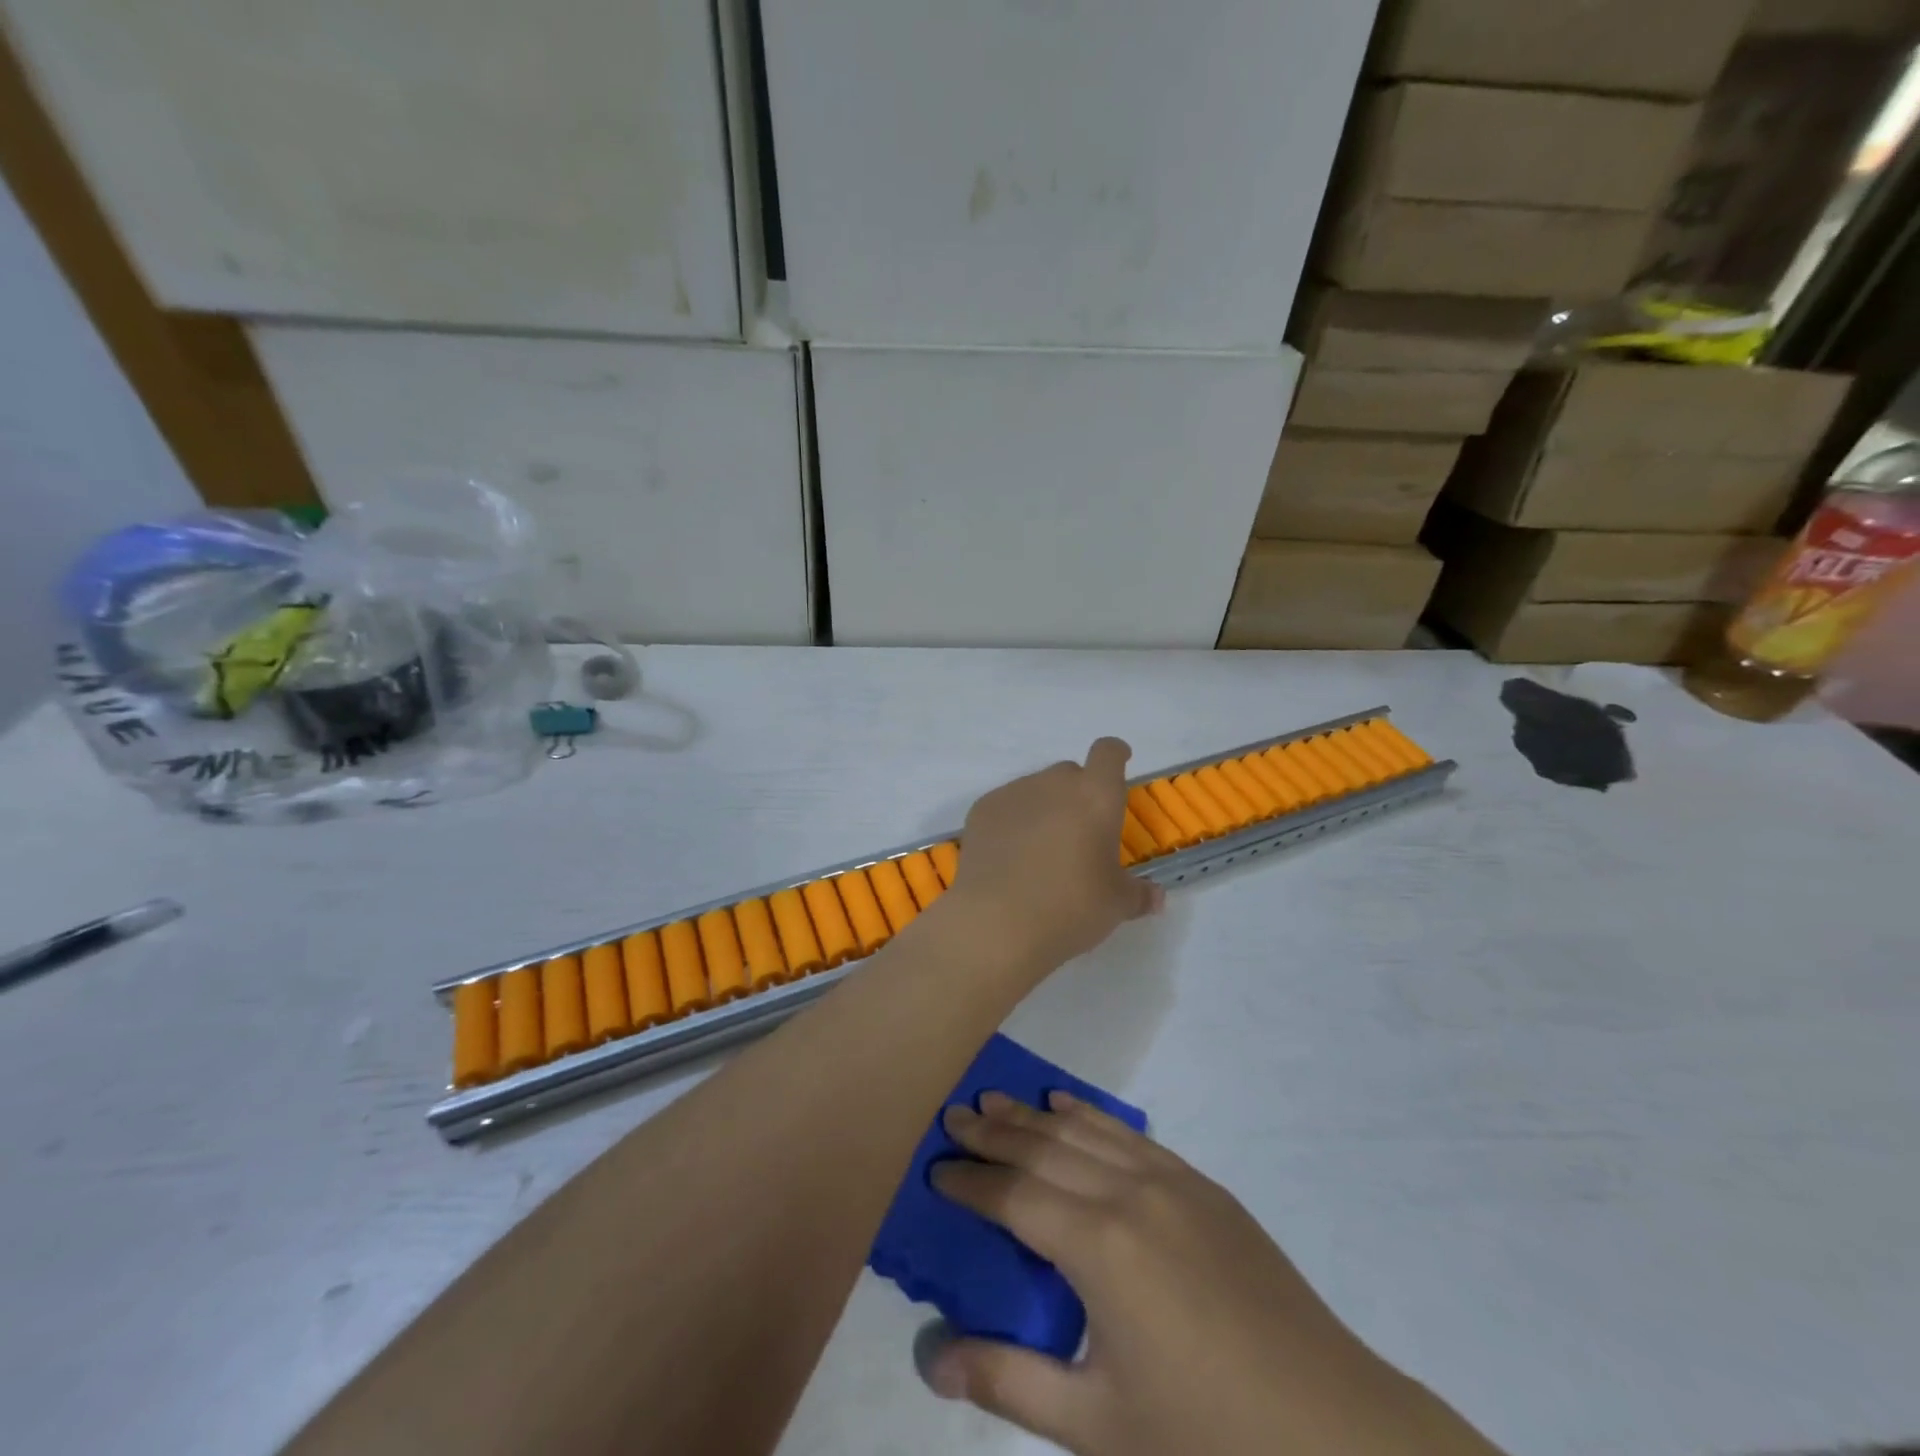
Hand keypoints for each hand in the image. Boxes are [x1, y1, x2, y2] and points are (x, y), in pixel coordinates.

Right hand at [918, 1093, 1499, 1455]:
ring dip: (1035, 1116)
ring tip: (995, 1101)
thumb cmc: (1206, 1440)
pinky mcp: (1202, 1187)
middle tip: (953, 1116)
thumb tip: (929, 1357)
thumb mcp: (1097, 1428)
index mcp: (1099, 1247)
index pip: (1014, 1196)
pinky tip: (1069, 1108)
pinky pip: (1130, 1136)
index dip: (970, 1182)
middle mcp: (1129, 1193)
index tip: (934, 1168)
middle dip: (994, 1133)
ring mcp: (1171, 1181)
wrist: (1335, 1431)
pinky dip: (1090, 1117)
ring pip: (1085, 1132)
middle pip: (1045, 1148)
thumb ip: (1008, 1383)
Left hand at [946, 738, 1162, 973]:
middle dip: (1078, 793)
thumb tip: (1155, 897)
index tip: (1119, 762)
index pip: (1108, 753)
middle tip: (1080, 832)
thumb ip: (1138, 894)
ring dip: (1045, 807)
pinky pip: (1006, 806)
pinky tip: (1010, 856)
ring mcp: (1014, 793)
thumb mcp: (1115, 905)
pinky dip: (1013, 821)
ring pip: (1036, 788)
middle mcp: (1054, 783)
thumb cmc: (1070, 907)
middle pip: (1070, 773)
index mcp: (1096, 796)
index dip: (1115, 754)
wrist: (996, 922)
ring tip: (1041, 850)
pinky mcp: (981, 810)